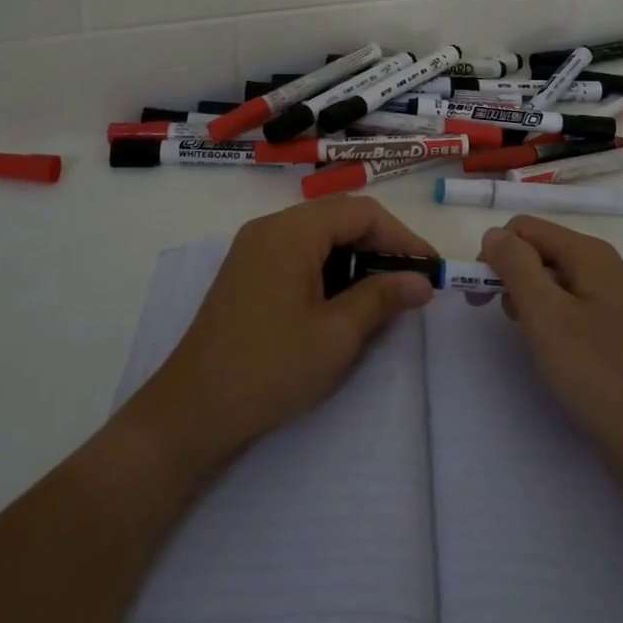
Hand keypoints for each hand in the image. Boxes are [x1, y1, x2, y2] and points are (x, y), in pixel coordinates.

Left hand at [128, 197, 437, 475]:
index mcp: (292, 231)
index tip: (430, 269)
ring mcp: (253, 247)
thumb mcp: (337, 335)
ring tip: (382, 292)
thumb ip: (382, 298)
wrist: (192, 410)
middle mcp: (270, 227)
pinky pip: (297, 251)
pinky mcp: (245, 271)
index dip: (402, 237)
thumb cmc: (271, 368)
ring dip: (354, 255)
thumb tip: (422, 281)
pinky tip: (341, 298)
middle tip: (411, 281)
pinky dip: (328, 265)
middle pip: (339, 217)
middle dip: (380, 244)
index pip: (362, 212)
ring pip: (318, 234)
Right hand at [479, 216, 622, 486]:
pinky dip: (557, 317)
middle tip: (505, 321)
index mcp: (593, 254)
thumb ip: (515, 265)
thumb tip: (494, 234)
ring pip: (561, 279)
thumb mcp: (545, 314)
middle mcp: (611, 266)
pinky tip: (557, 350)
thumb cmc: (596, 373)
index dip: (495, 254)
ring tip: (532, 339)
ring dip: (534, 299)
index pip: (527, 228)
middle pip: (545, 250)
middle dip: (514, 276)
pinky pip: (579, 304)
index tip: (479, 295)